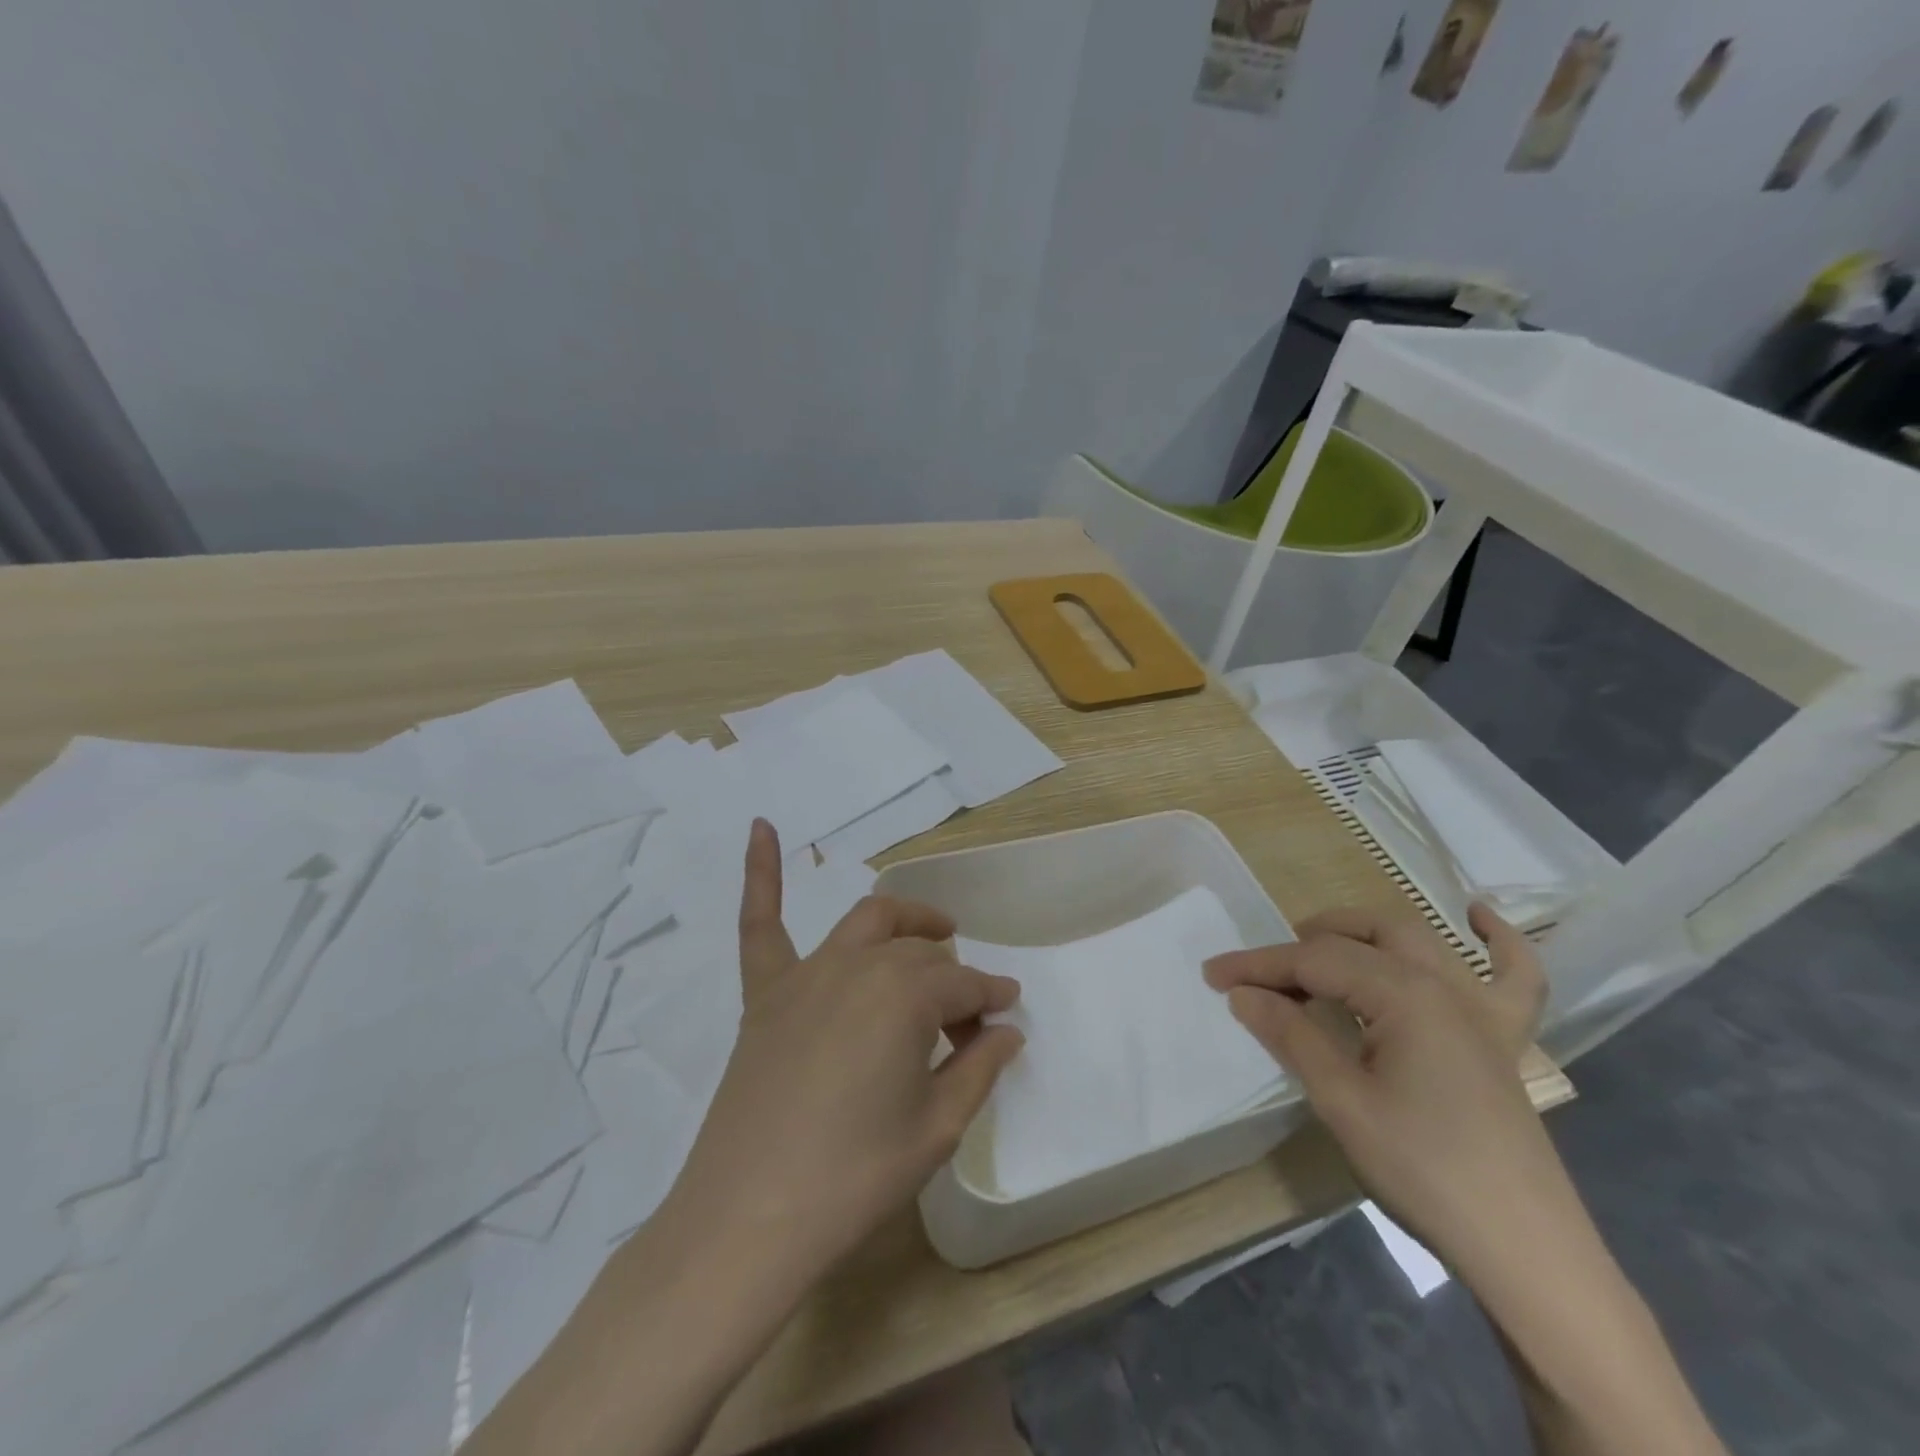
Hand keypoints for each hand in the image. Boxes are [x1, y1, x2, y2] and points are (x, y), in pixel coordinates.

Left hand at [668, 819, 1024, 1281]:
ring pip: (867, 923)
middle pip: (920, 955)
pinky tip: (762, 827)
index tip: (1007, 1011)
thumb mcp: (937, 1128)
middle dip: (953, 976)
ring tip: (932, 931)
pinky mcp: (765, 993)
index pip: (964, 984)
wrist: (748, 1220)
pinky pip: (760, 922)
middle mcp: (859, 966)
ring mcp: (806, 974)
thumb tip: (1006, 1029)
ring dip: (905, 922)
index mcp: (906, 996)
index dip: (990, 997)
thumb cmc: (854, 1178)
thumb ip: (979, 1069)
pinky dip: (762, 872)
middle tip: (966, 1016)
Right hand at [1203, 904, 1560, 1278]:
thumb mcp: (1342, 1100)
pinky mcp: (1504, 1040)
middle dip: (1305, 943)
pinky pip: (1515, 976)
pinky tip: (1478, 915)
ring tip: (1324, 940)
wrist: (1523, 1248)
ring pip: (1418, 940)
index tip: (1212, 974)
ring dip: (1366, 931)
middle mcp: (1443, 985)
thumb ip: (1292, 1036)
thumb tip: (1243, 994)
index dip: (1258, 966)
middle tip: (1263, 973)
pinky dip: (1500, 941)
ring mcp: (1480, 1009)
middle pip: (1362, 936)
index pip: (1314, 962)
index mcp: (1402, 994)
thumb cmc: (1423, 1168)